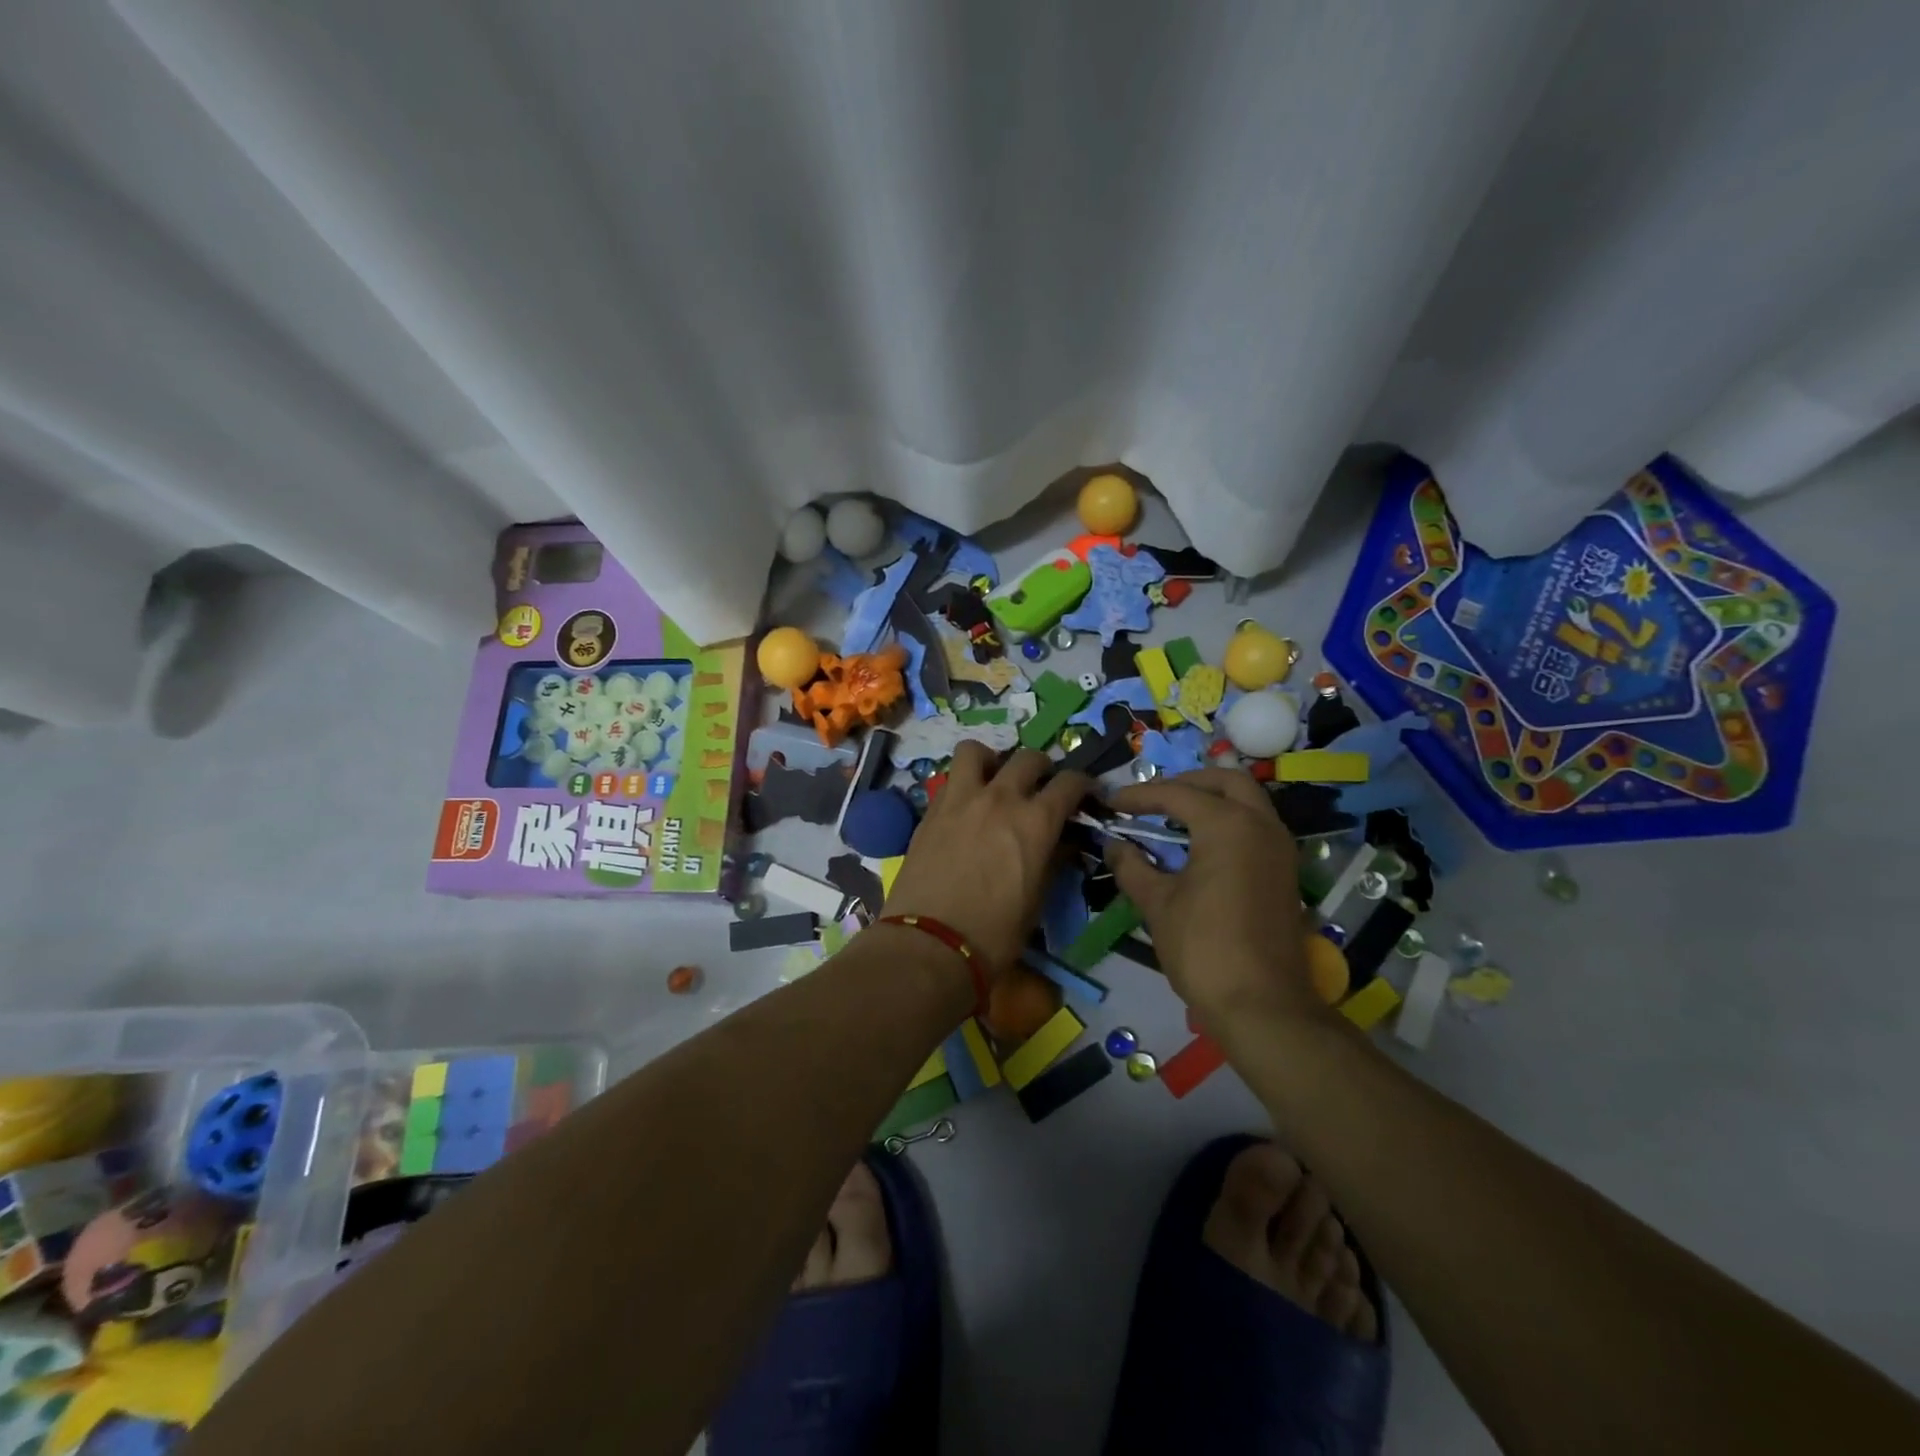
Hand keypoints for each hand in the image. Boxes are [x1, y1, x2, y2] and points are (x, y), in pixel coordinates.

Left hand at [882, 743, 1092, 977]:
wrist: (930, 943)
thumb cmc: (995, 933)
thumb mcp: (1037, 899)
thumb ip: (1053, 860)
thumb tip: (1063, 842)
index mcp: (1035, 820)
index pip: (1069, 783)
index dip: (1083, 785)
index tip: (1084, 795)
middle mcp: (1000, 798)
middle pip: (1028, 758)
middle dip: (1042, 768)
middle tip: (1041, 788)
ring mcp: (960, 799)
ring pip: (976, 751)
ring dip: (992, 760)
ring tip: (993, 780)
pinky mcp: (930, 810)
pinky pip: (949, 778)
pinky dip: (963, 783)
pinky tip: (966, 807)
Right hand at [1104, 768, 1324, 1030]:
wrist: (1262, 1005)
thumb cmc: (1203, 947)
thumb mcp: (1157, 904)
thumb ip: (1132, 866)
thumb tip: (1114, 844)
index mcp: (1228, 825)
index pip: (1177, 794)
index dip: (1139, 796)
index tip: (1111, 803)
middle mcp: (1261, 825)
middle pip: (1227, 780)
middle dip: (1188, 782)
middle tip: (1154, 798)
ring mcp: (1280, 848)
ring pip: (1249, 801)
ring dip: (1213, 799)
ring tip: (1174, 817)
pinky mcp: (1286, 872)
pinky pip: (1257, 827)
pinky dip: (1229, 821)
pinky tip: (1201, 845)